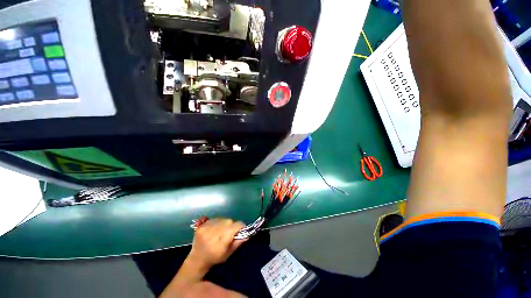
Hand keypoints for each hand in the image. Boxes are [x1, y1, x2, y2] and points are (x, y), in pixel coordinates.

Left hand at [188, 218, 246, 268]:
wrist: (197, 259)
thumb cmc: (215, 258)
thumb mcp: (229, 253)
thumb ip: (238, 242)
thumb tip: (247, 233)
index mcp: (221, 241)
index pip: (236, 225)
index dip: (240, 227)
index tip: (241, 230)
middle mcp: (214, 232)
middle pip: (230, 221)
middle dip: (232, 226)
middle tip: (229, 233)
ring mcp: (207, 227)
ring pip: (223, 219)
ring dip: (224, 224)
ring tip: (221, 231)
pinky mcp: (202, 225)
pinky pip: (215, 219)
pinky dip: (217, 223)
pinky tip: (214, 230)